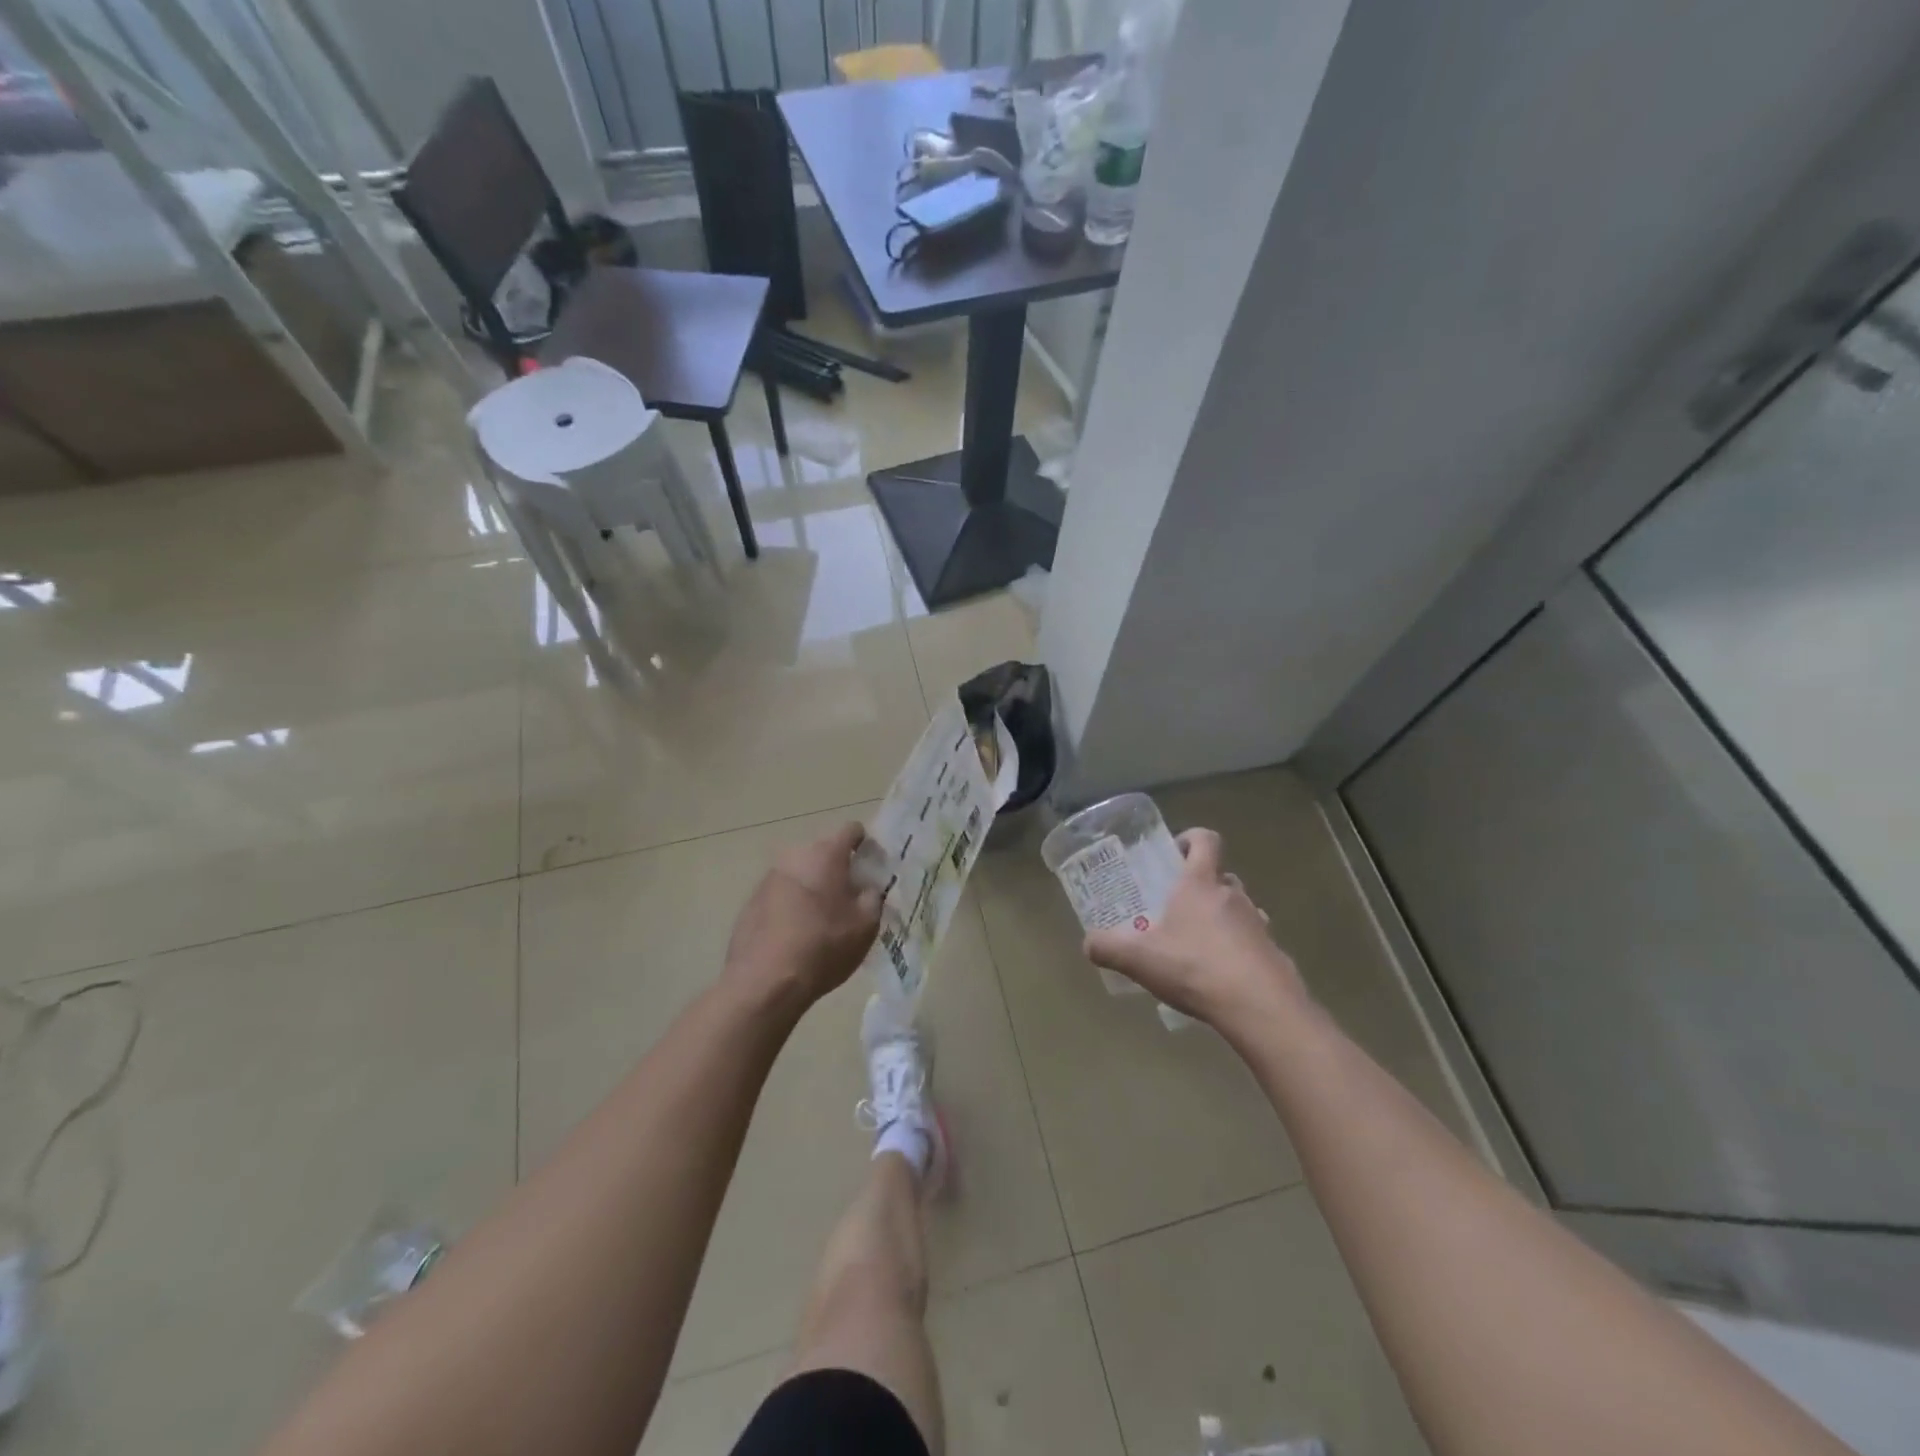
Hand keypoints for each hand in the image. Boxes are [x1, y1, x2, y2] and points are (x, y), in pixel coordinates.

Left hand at [725, 822, 882, 1008]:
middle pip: (823, 852)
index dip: (865, 844)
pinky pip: (780, 894)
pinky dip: (792, 905)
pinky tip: (796, 935)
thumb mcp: (866, 925)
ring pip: (800, 873)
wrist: (764, 982)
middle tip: (850, 898)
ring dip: (813, 886)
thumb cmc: (824, 947)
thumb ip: (873, 897)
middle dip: (838, 869)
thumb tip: (867, 887)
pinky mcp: (751, 902)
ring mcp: (769, 878)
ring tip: (822, 919)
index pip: (851, 830)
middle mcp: (795, 856)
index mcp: (826, 855)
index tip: (871, 867)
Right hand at [1083, 828, 1305, 1030]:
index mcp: (1200, 884)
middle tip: (1177, 906)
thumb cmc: (1195, 967)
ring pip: (1239, 908)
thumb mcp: (1139, 959)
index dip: (1191, 838)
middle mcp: (1233, 895)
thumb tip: (1088, 943)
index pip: (1205, 840)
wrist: (1260, 1007)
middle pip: (1221, 876)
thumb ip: (1109, 948)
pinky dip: (1239, 949)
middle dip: (1201, 885)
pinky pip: (1253, 941)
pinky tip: (1222, 974)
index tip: (1175, 852)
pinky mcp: (1274, 953)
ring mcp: (1258, 924)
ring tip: (1198, 944)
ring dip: (1221, 918)